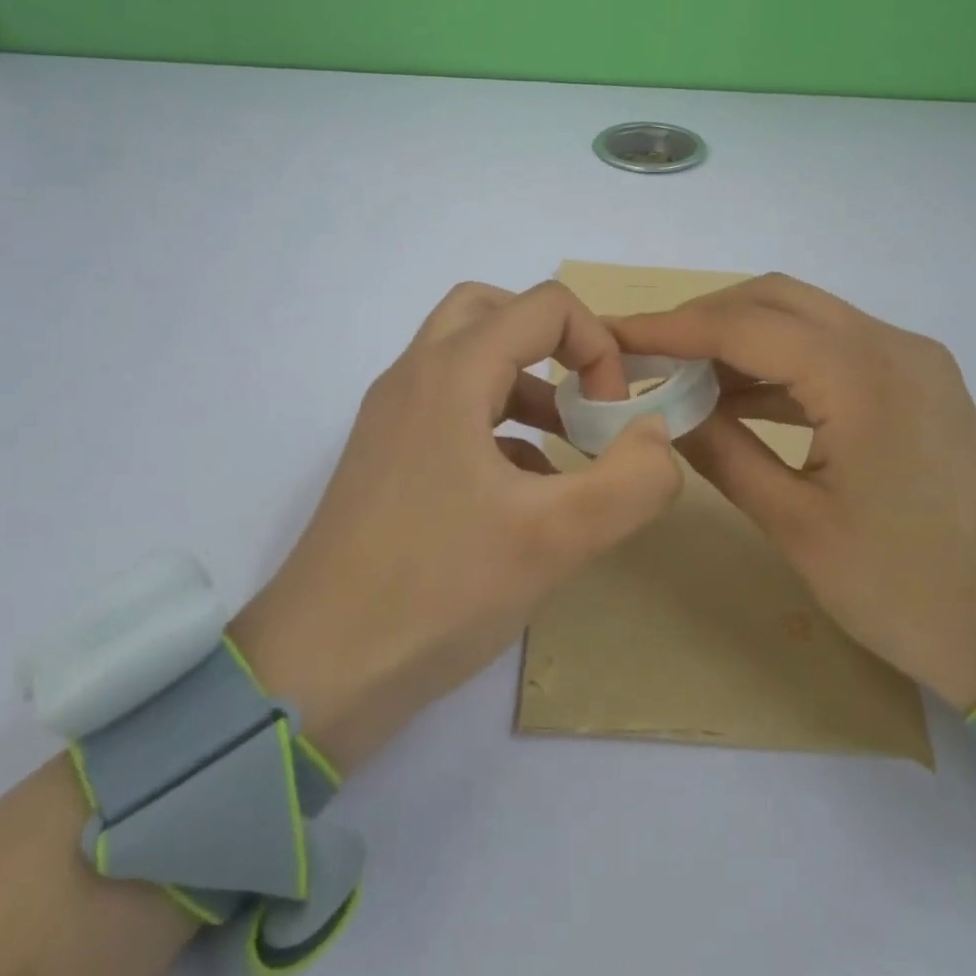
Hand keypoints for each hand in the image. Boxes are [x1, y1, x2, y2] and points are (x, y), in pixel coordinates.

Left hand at [231, 282, 682, 771]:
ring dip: (526, 385)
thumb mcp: (556, 539)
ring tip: (569, 447)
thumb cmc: (438, 590)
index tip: (611, 416)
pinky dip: (498, 426)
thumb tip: (656, 437)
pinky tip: (526, 491)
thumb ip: (632, 481)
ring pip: (468, 361)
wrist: (319, 670)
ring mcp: (392, 419)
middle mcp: (413, 378)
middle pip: (491, 311)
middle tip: (584, 397)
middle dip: (552, 343)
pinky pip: (450, 411)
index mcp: (450, 374)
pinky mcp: (386, 460)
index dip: (597, 346)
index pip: (543, 305)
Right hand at [612, 274, 975, 710]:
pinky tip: (736, 395)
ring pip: (804, 318)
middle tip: (646, 354)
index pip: (745, 325)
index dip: (671, 328)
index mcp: (862, 377)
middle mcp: (891, 345)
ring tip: (679, 374)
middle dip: (703, 318)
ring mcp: (910, 359)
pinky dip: (777, 362)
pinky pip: (831, 349)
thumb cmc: (901, 588)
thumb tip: (665, 410)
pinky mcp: (915, 381)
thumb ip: (722, 451)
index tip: (613, 334)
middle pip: (776, 299)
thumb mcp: (795, 524)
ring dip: (739, 337)